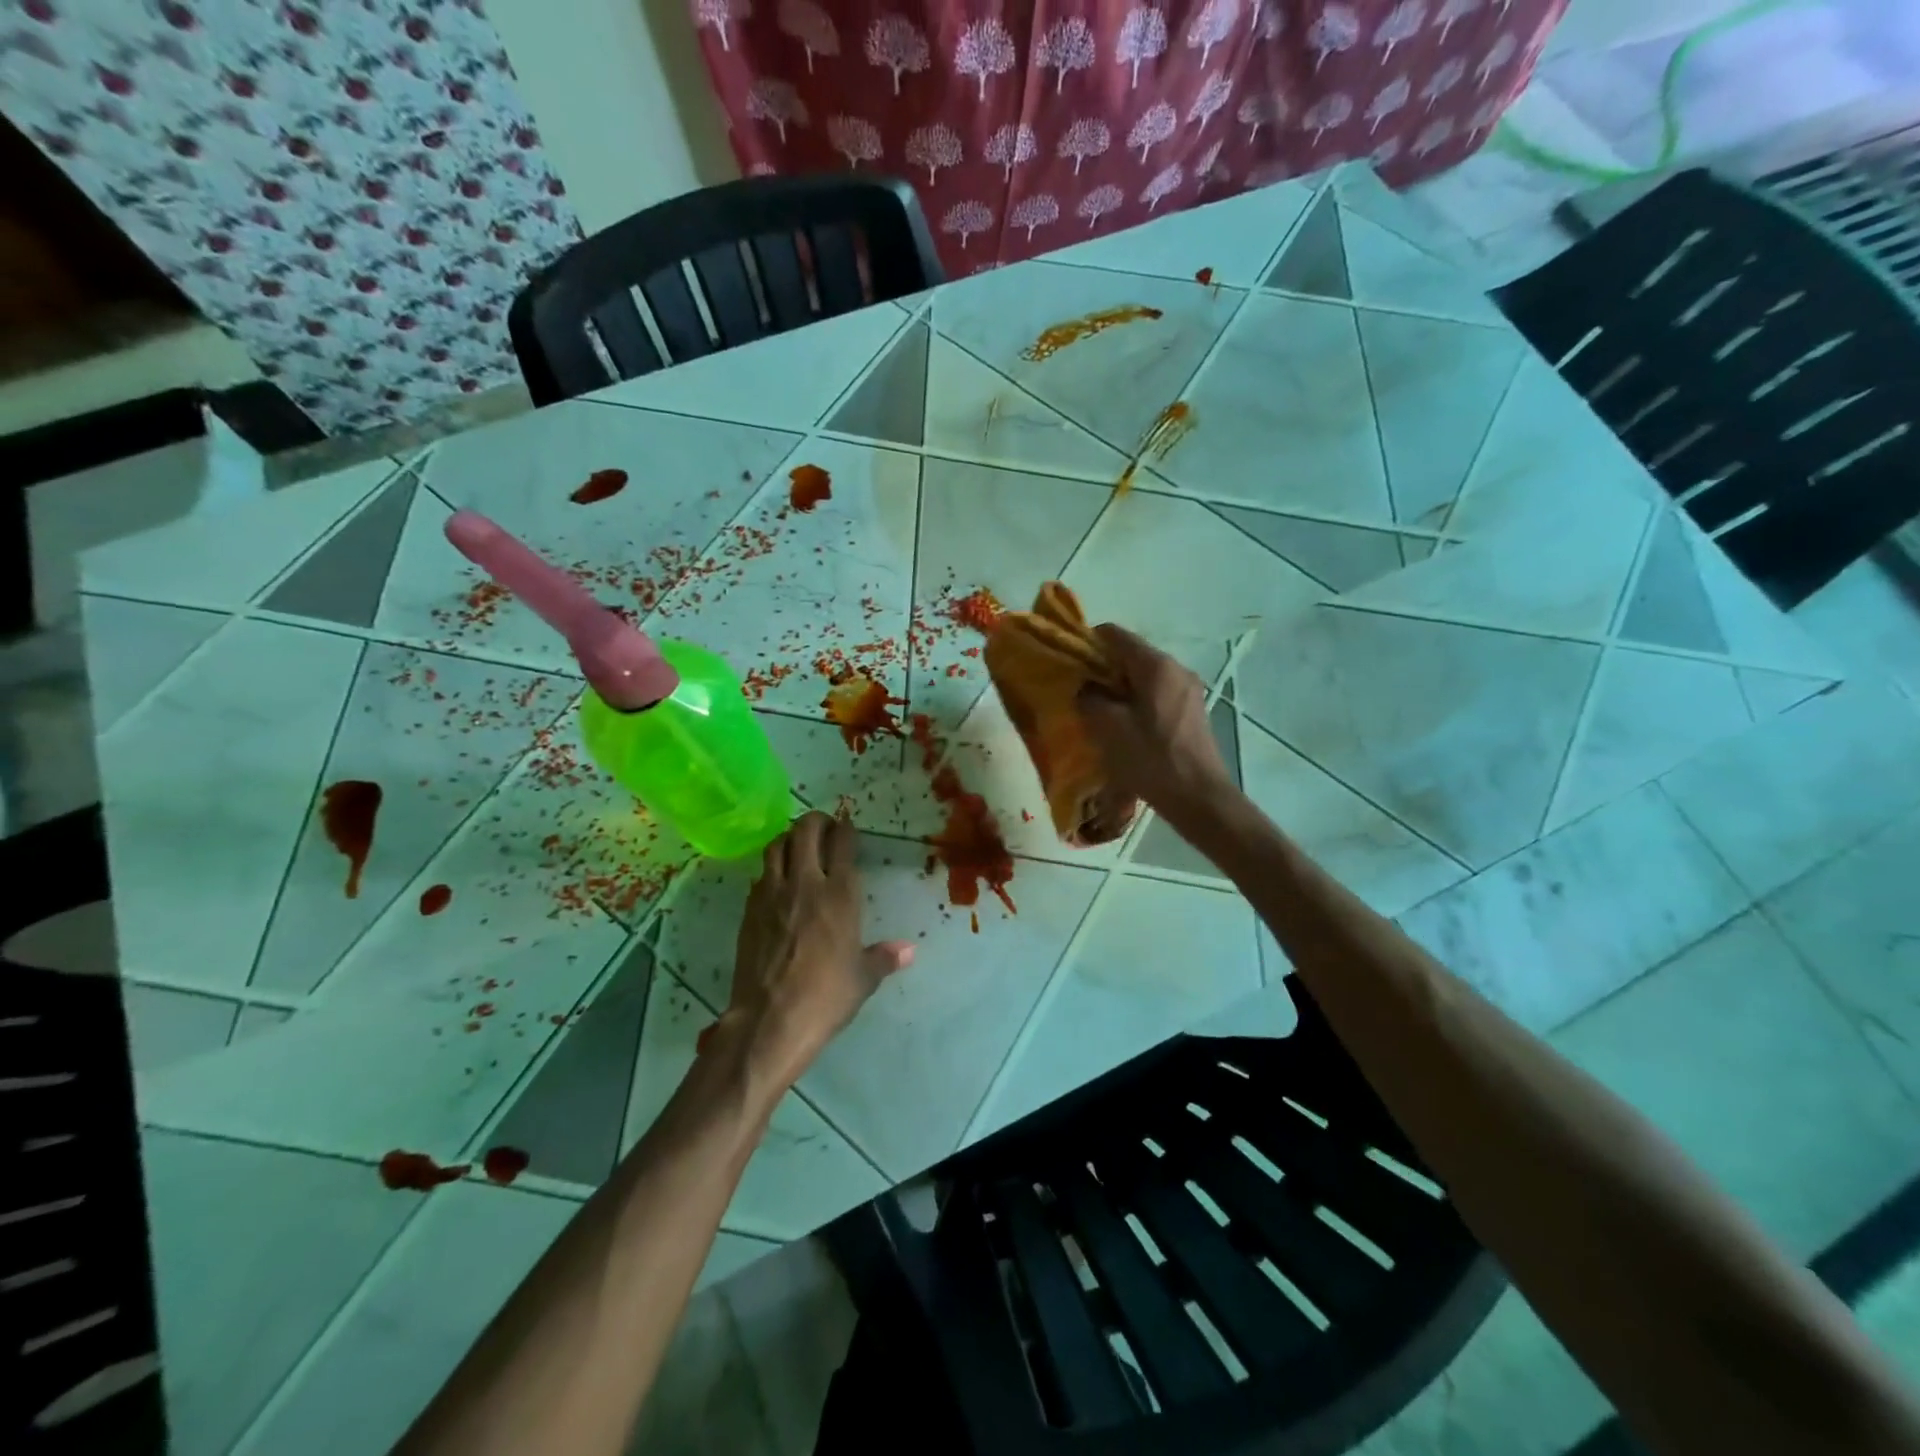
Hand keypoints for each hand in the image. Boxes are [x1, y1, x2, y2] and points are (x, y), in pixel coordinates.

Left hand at [722, 812, 914, 1091]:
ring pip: (776, 845)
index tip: (847, 825)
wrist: (770, 1020)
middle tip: (824, 828)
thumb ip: (884, 957)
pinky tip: (778, 882)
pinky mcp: (749, 909)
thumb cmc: (825, 998)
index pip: (842, 843)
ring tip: (798, 847)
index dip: (846, 828)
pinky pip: (760, 874)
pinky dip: (771, 868)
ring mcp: (772, 894)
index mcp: (839, 894)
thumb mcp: (863, 979)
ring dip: (789, 838)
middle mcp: (804, 883)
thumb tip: (909, 950)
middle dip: (816, 821)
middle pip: (805, 831)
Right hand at [1079, 624, 1233, 825]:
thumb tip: (1085, 688)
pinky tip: (1124, 728)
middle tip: (1080, 694)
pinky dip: (1136, 702)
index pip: (1115, 635)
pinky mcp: (1191, 712)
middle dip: (1102, 670)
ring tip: (1099, 714)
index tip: (1069, 666)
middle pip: (1130, 655)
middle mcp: (1176, 669)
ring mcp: (1188, 690)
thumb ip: (1089, 699)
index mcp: (1156, 666)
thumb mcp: (1109, 729)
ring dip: (1118, 689)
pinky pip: (1156, 695)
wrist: (1200, 798)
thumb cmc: (1152, 760)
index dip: (1087, 644)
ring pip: (1143, 677)